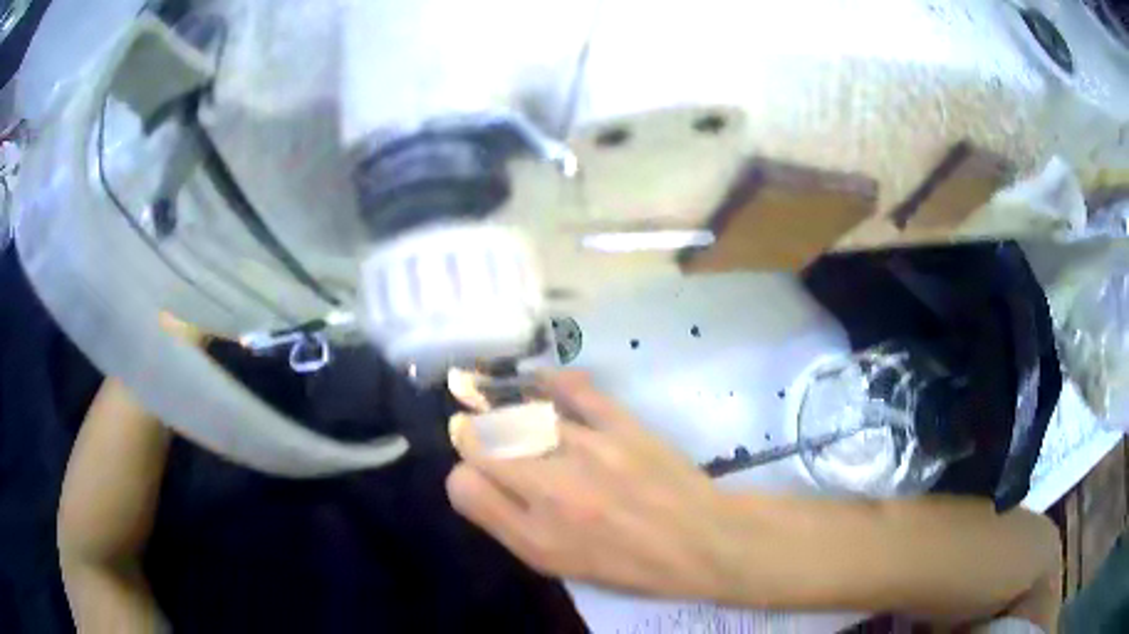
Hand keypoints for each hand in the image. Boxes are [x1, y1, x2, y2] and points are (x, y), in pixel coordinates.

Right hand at [446, 371, 740, 598]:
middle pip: (484, 441)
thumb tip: (469, 481)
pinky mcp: (620, 423)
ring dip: (508, 417)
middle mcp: (552, 487)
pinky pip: (573, 388)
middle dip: (475, 439)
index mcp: (535, 533)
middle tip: (487, 441)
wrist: (699, 539)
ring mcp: (588, 449)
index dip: (465, 477)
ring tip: (513, 420)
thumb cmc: (627, 563)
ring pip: (520, 416)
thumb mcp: (558, 563)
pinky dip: (550, 382)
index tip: (480, 475)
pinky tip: (541, 384)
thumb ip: (506, 523)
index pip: (464, 484)